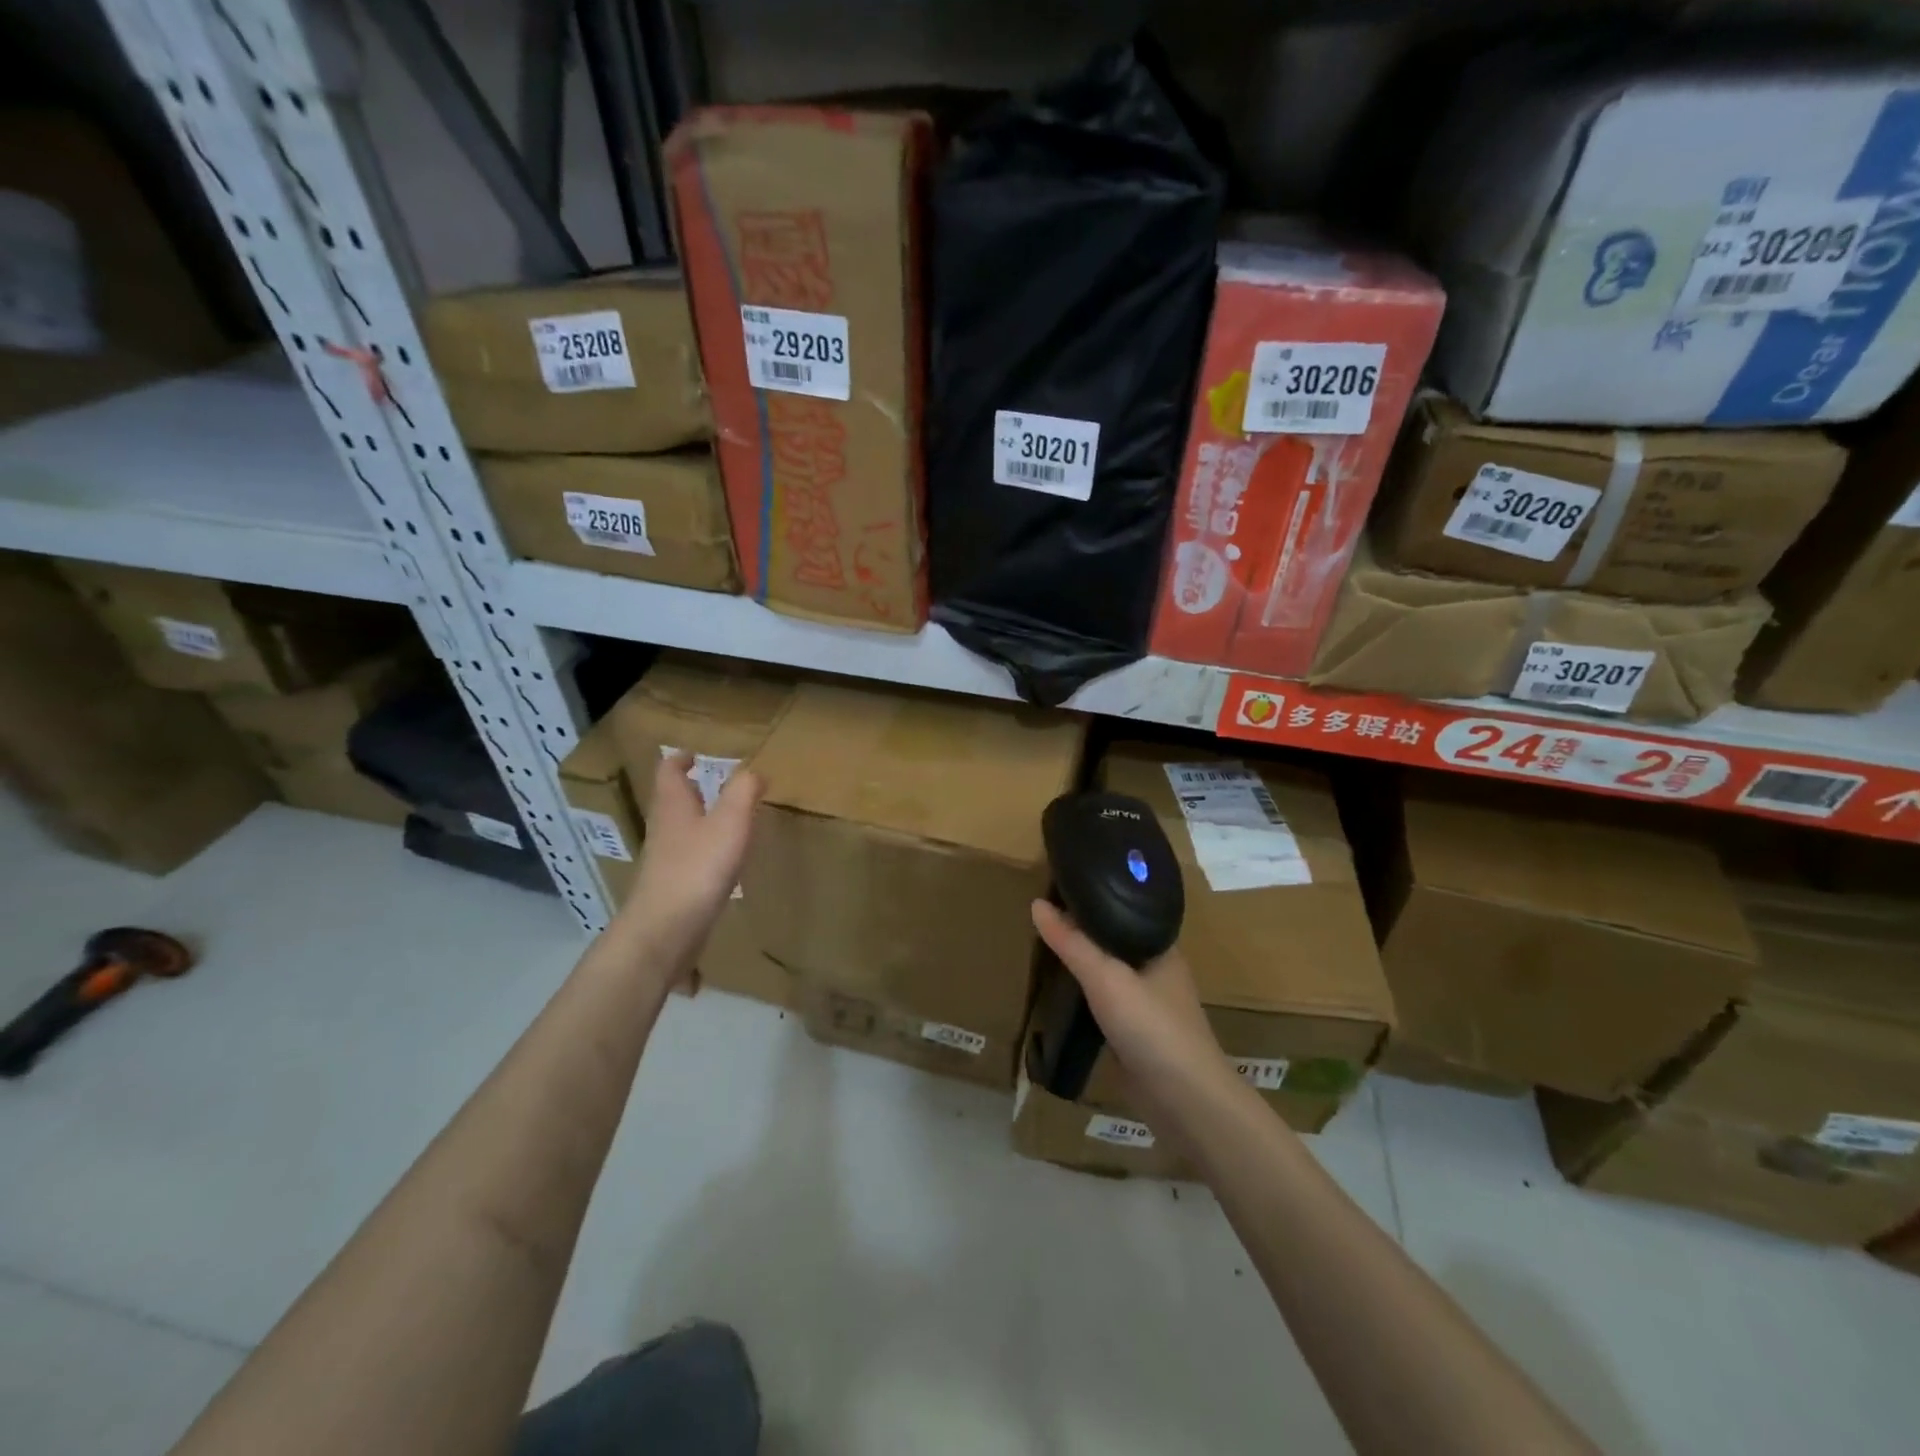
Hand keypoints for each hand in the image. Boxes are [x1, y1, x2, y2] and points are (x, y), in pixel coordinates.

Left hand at [615, 754, 760, 980]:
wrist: (665, 931)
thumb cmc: (697, 868)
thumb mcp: (730, 822)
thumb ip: (743, 792)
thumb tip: (753, 771)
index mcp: (673, 805)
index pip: (669, 771)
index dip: (681, 758)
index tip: (695, 753)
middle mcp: (664, 827)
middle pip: (673, 799)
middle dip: (692, 788)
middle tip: (717, 782)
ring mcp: (666, 859)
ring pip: (681, 828)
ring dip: (699, 818)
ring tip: (727, 817)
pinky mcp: (673, 886)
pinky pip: (689, 856)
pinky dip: (705, 848)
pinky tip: (725, 859)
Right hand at [1031, 900, 1236, 1118]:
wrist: (1184, 1100)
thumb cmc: (1151, 1026)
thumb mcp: (1105, 977)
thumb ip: (1071, 943)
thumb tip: (1036, 904)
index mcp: (1161, 946)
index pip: (1126, 907)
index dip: (1097, 896)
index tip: (1062, 885)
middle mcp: (1157, 970)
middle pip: (1115, 940)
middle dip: (1084, 930)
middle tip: (1044, 915)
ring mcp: (1149, 1004)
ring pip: (1110, 973)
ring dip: (1084, 964)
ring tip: (1046, 946)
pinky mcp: (1137, 1034)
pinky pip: (1105, 1003)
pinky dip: (1085, 995)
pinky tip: (1062, 991)